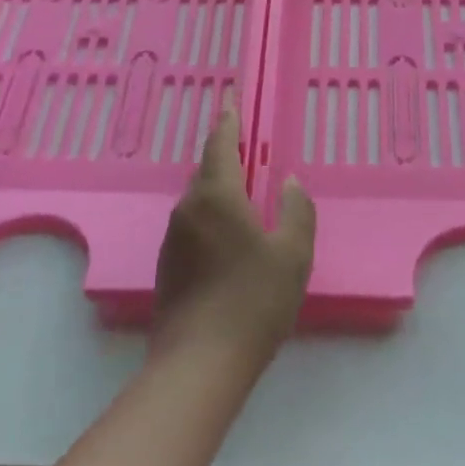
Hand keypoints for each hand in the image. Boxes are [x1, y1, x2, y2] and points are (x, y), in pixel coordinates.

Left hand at [152, 103, 315, 371]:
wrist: (198, 363)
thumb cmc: (253, 301)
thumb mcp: (293, 254)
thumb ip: (297, 211)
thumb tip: (289, 183)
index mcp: (216, 197)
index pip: (220, 146)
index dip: (228, 122)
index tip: (230, 102)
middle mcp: (188, 209)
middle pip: (207, 172)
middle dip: (225, 157)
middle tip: (246, 149)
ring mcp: (173, 239)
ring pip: (198, 201)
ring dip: (219, 191)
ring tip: (244, 196)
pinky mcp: (167, 266)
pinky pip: (193, 226)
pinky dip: (211, 218)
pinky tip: (229, 239)